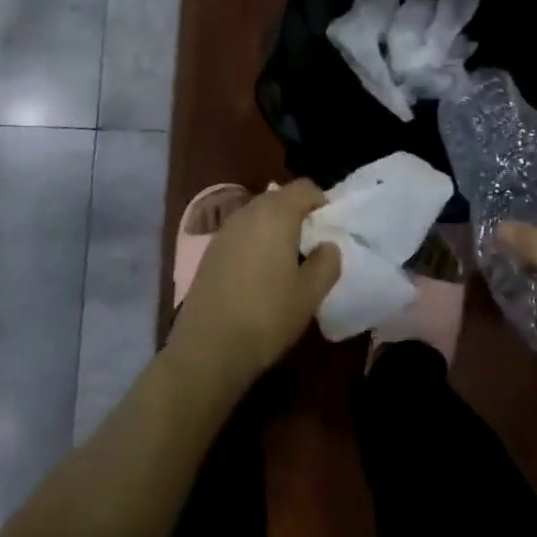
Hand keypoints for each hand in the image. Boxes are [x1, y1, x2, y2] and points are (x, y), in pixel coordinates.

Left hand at [167, 181, 341, 394]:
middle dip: (298, 214)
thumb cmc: (266, 317)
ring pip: (258, 215)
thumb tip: (327, 245)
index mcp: (276, 213)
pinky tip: (259, 275)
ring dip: (275, 228)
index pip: (305, 187)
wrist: (207, 349)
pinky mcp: (210, 250)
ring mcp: (225, 230)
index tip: (330, 228)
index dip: (322, 202)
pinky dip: (255, 242)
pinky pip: (241, 233)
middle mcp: (248, 212)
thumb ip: (327, 262)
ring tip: (287, 262)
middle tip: (311, 246)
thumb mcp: (310, 294)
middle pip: (279, 197)